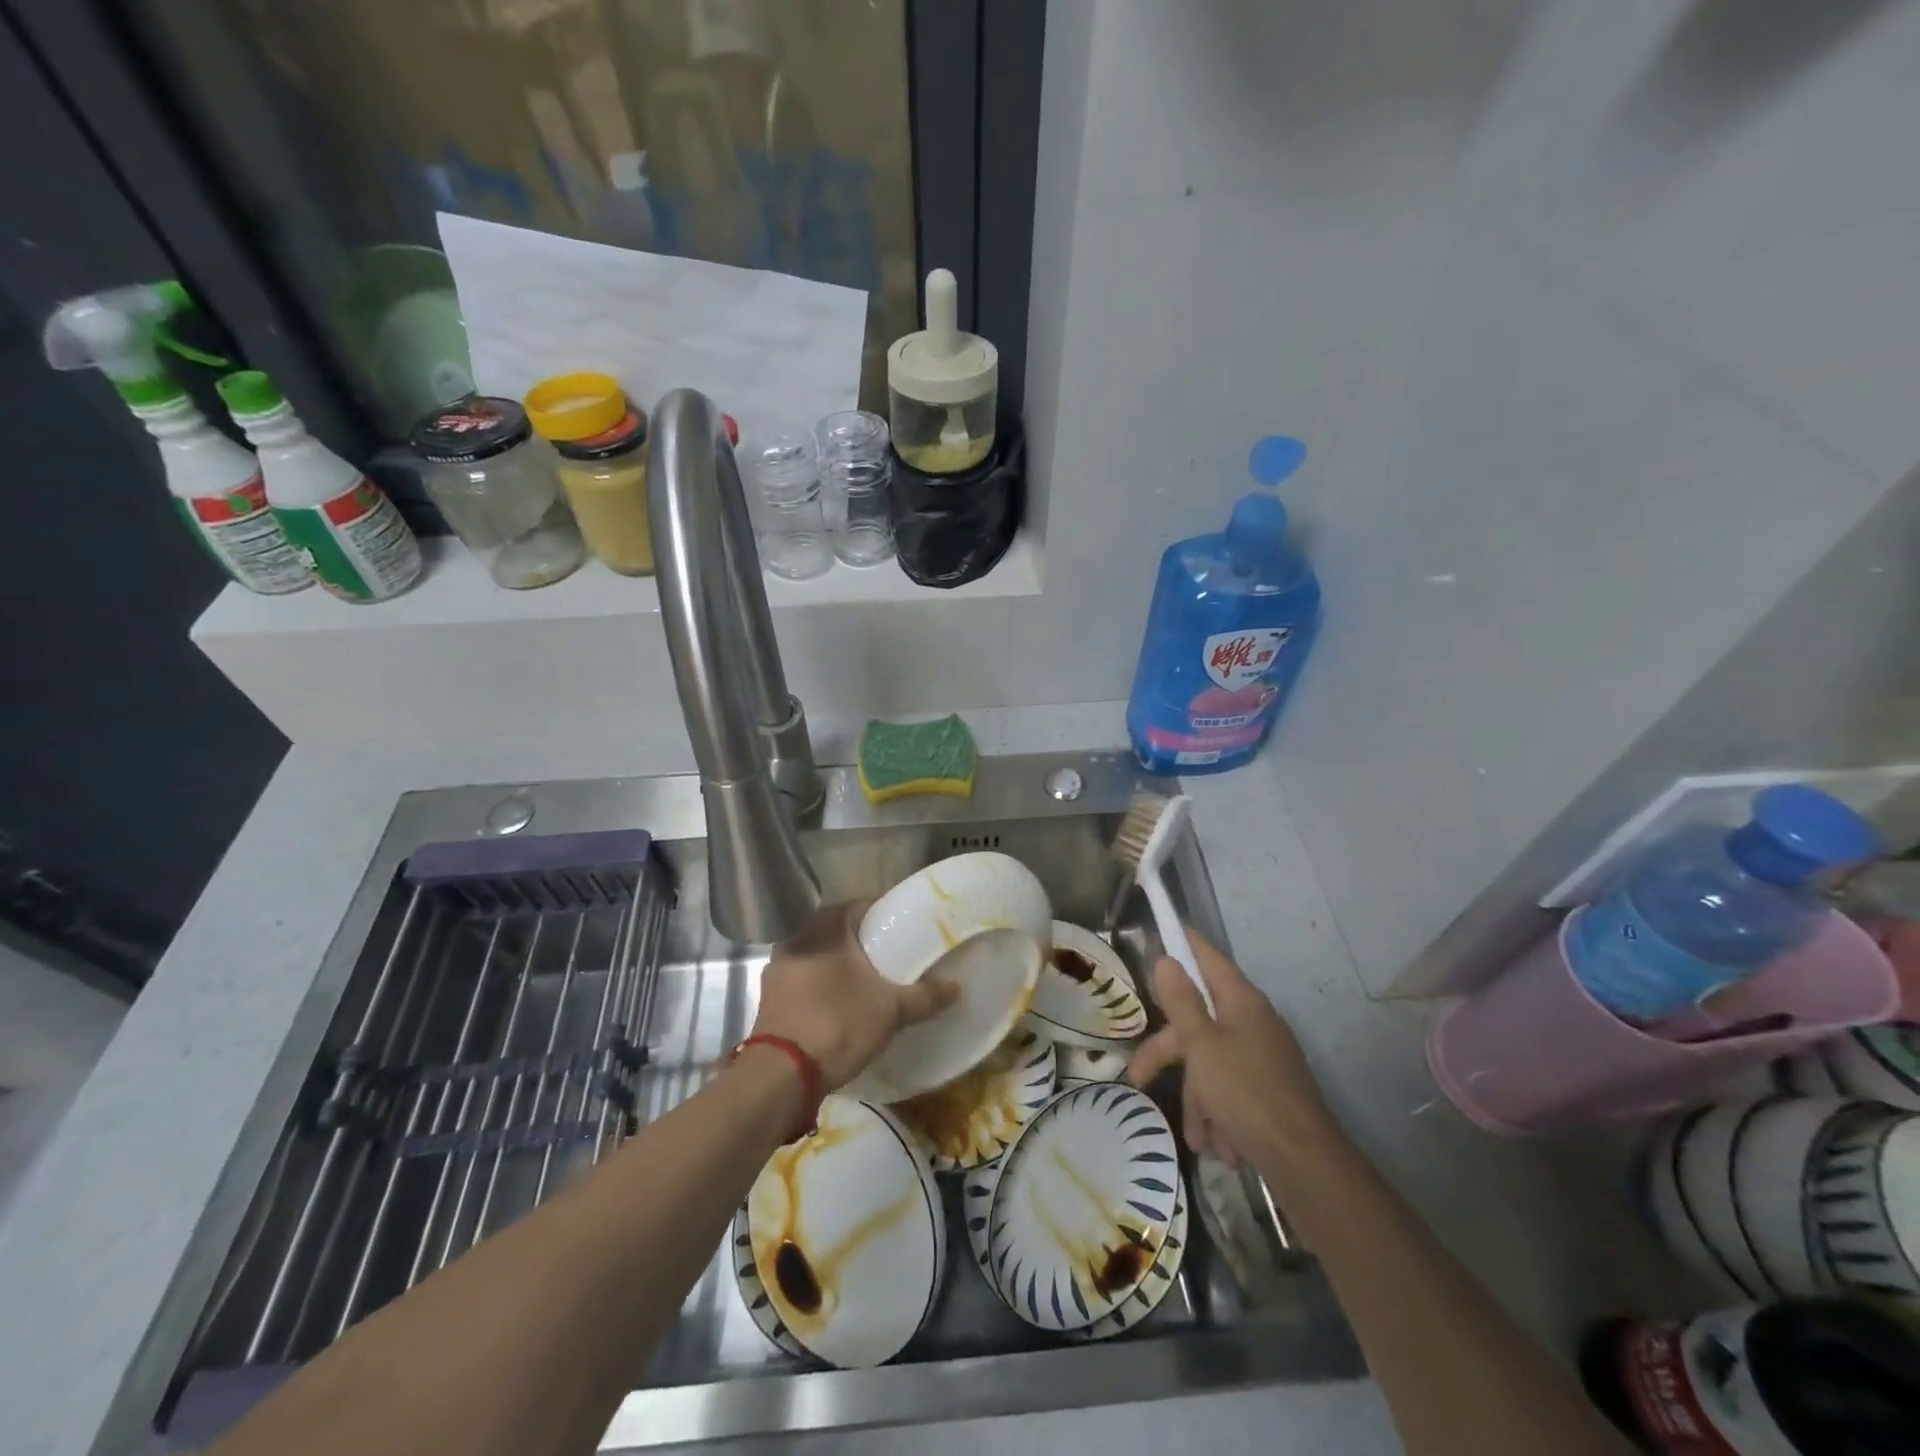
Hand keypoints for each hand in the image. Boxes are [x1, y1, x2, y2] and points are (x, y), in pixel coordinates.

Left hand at [751, 900, 958, 1089]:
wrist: (781, 1075)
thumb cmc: (838, 1023)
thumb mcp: (891, 1010)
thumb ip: (925, 995)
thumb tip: (956, 987)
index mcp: (824, 926)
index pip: (860, 906)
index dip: (884, 915)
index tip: (903, 929)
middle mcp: (796, 937)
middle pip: (837, 931)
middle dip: (862, 942)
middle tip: (890, 956)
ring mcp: (777, 968)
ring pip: (818, 956)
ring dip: (839, 965)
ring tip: (867, 981)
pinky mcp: (769, 997)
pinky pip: (803, 980)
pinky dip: (821, 985)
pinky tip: (839, 1003)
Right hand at [1127, 930, 1334, 1170]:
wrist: (1306, 1164)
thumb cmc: (1247, 1093)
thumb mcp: (1202, 1045)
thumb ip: (1181, 1001)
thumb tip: (1167, 959)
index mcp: (1240, 1001)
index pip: (1207, 957)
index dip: (1183, 942)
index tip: (1161, 929)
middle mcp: (1252, 1023)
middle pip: (1197, 1023)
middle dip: (1170, 1056)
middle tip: (1139, 1076)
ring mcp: (1262, 1058)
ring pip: (1209, 1066)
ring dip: (1198, 1101)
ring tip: (1200, 1138)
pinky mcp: (1267, 1093)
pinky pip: (1229, 1094)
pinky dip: (1219, 1118)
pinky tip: (1218, 1147)